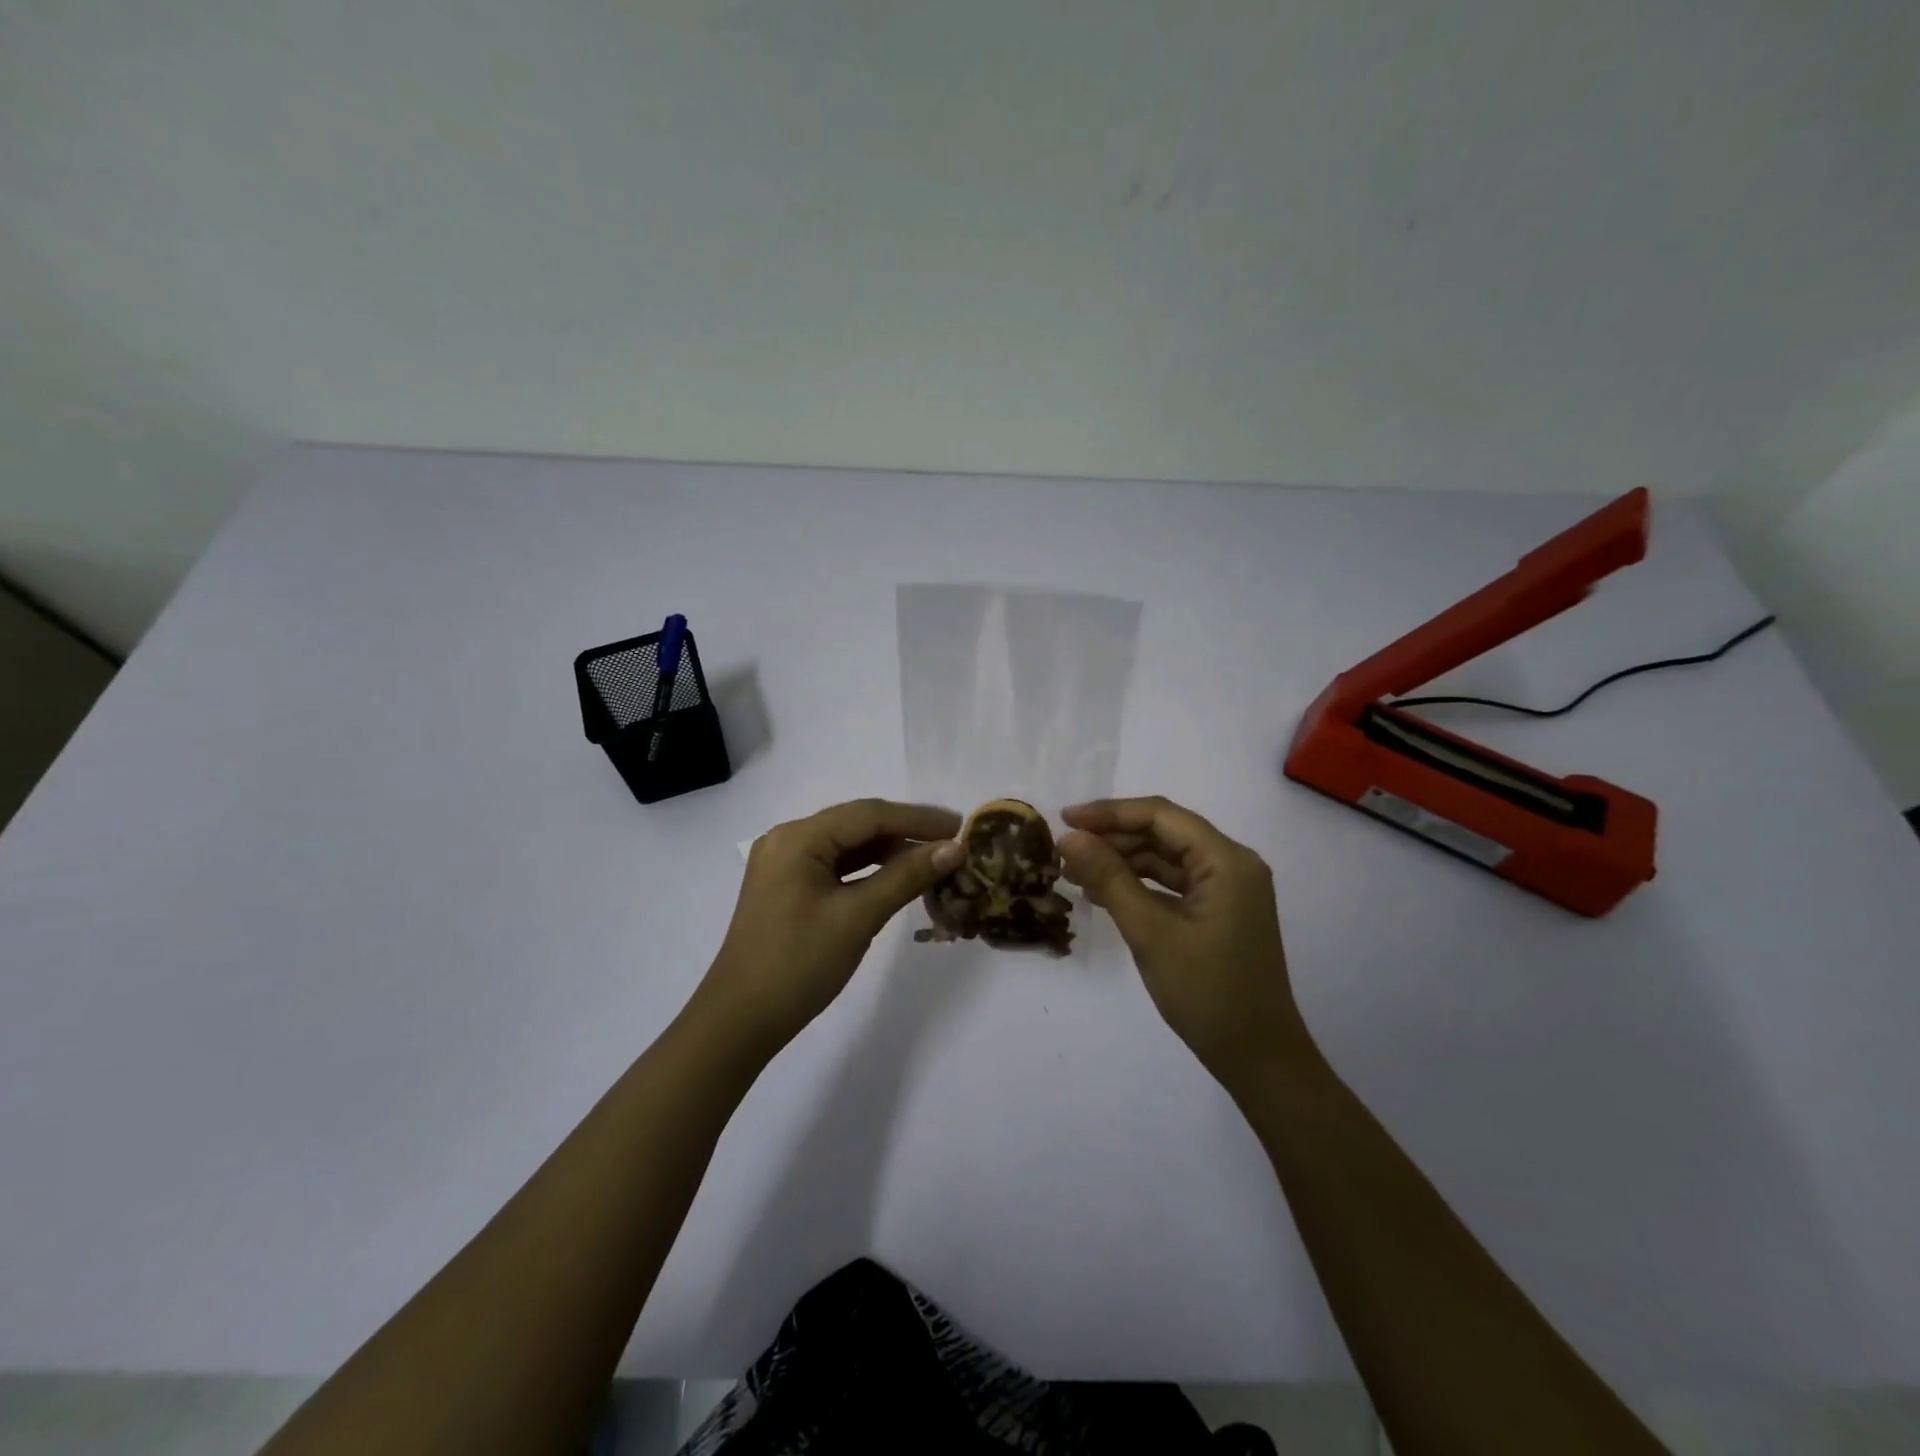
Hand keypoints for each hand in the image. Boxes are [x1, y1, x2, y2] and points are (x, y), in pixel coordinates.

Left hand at [697, 799, 963, 1054]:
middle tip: (953, 845)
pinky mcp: (789, 888)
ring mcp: (786, 864)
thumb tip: (954, 848)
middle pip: (858, 825)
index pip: (869, 814)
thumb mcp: (858, 917)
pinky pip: (837, 867)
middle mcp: (789, 839)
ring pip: (849, 846)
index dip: (918, 819)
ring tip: (934, 862)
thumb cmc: (799, 964)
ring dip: (890, 852)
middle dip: (906, 833)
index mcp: (798, 838)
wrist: (740, 1021)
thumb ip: (907, 876)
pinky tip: (899, 879)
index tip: (961, 827)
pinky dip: (869, 871)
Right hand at [1059, 797, 1308, 1091]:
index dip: (1110, 813)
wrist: (1258, 1058)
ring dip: (1122, 861)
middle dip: (1113, 838)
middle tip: (1065, 850)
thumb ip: (1109, 877)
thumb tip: (1068, 837)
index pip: (1161, 816)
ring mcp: (1228, 889)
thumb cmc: (1206, 992)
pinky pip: (1173, 883)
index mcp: (1227, 860)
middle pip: (1164, 833)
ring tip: (1074, 871)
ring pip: (1166, 858)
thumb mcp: (1150, 931)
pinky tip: (1103, 893)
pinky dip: (1139, 884)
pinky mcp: (1219, 911)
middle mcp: (1232, 864)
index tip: (1065, 819)